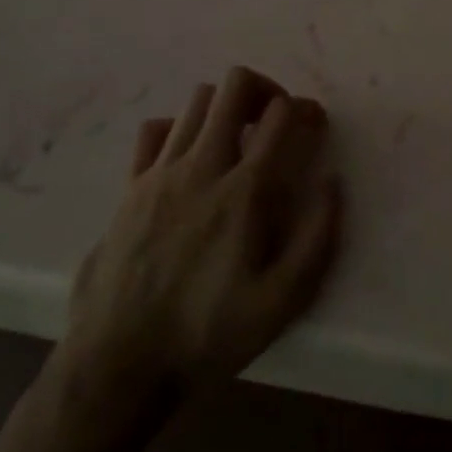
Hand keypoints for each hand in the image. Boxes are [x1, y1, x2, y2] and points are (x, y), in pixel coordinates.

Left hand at [54, 67, 342, 415]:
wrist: (117, 365)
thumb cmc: (206, 335)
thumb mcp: (281, 302)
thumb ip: (317, 238)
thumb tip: (333, 183)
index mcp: (244, 192)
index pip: (280, 115)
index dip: (305, 109)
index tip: (313, 127)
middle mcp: (202, 167)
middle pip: (235, 87)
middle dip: (265, 90)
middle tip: (274, 121)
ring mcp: (160, 172)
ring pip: (198, 101)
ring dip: (226, 108)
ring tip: (237, 139)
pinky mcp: (129, 187)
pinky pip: (155, 130)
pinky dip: (178, 128)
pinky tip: (189, 157)